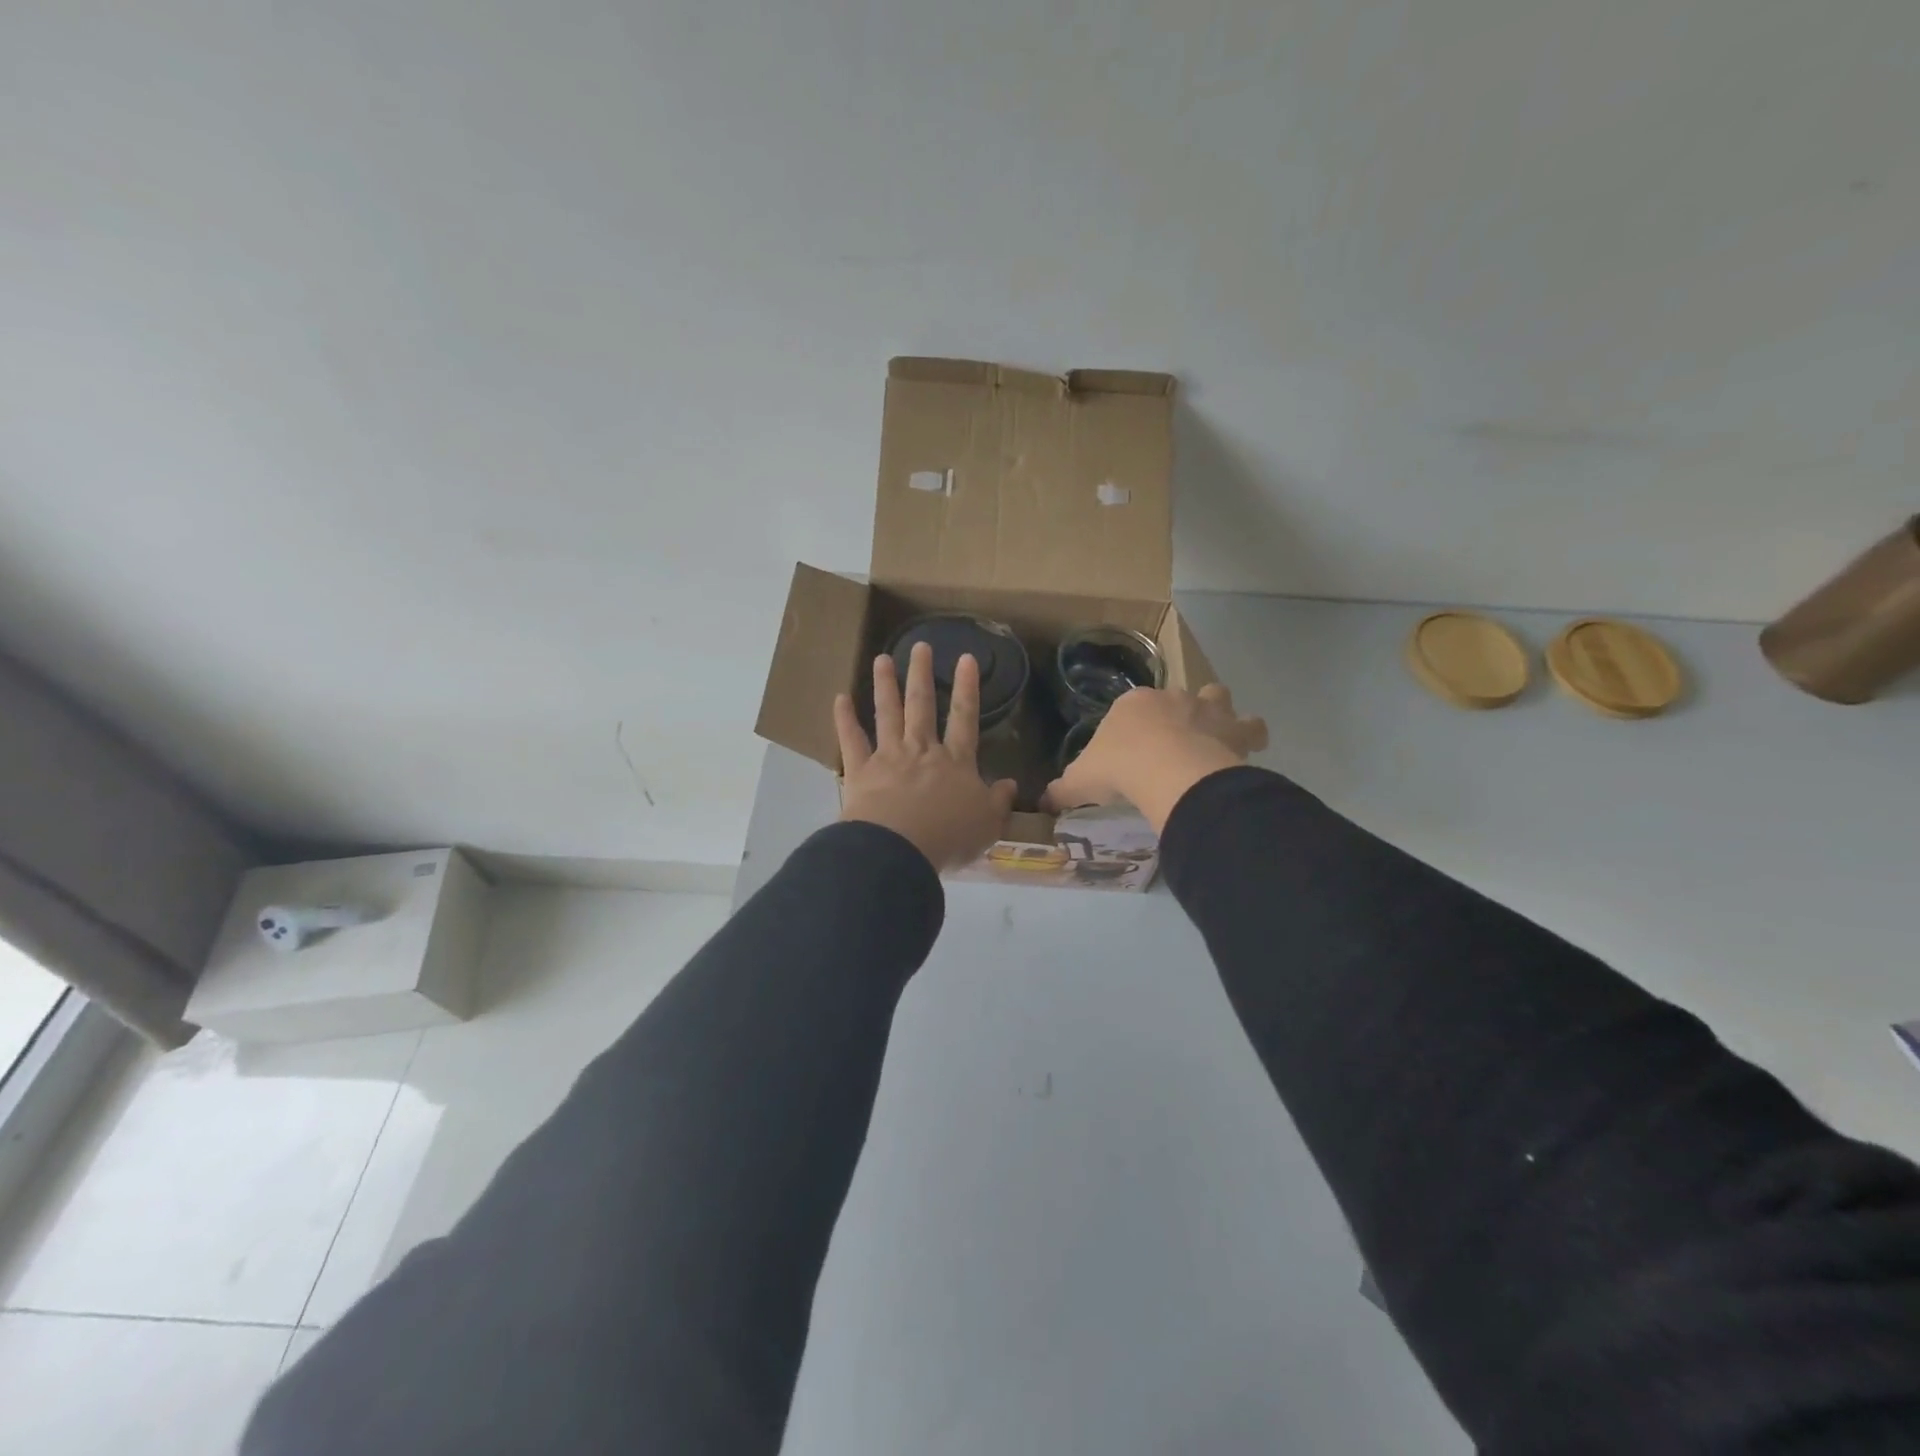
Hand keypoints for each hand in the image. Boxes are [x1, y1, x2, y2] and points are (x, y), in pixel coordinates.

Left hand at [835, 643, 1017, 871]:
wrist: (900, 848)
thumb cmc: (948, 837)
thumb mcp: (987, 824)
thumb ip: (999, 802)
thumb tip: (1010, 784)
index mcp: (955, 762)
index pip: (964, 718)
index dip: (967, 688)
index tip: (966, 659)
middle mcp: (922, 750)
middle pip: (922, 706)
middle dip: (921, 674)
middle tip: (919, 646)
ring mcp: (889, 757)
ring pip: (887, 713)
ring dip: (885, 685)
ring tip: (882, 659)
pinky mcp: (860, 771)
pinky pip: (851, 740)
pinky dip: (844, 720)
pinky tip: (840, 698)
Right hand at [1041, 683, 1267, 832]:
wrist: (1165, 770)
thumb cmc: (1118, 768)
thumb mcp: (1079, 781)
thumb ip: (1063, 789)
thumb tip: (1042, 802)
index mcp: (1132, 704)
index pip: (1131, 708)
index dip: (1134, 728)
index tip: (1132, 752)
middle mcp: (1171, 697)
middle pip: (1176, 697)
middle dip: (1176, 715)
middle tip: (1172, 745)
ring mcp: (1206, 710)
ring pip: (1218, 697)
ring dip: (1219, 714)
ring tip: (1215, 738)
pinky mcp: (1234, 729)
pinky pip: (1252, 727)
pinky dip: (1251, 736)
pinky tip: (1246, 751)